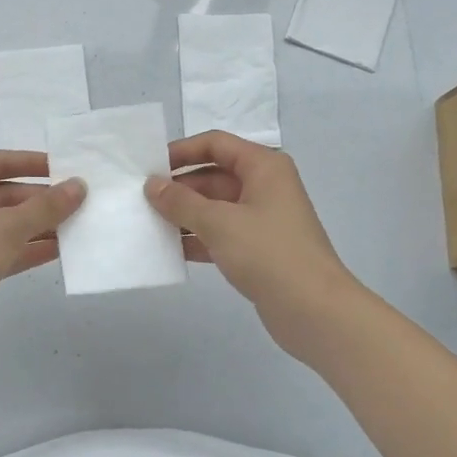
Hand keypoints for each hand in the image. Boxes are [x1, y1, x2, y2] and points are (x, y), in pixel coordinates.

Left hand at [0, 150, 85, 353]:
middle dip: (40, 199)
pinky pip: (2, 250)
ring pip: (5, 224)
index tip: (65, 168)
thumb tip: (78, 185)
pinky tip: (59, 251)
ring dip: (38, 225)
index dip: (32, 163)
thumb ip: (46, 207)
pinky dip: (27, 249)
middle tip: (79, 202)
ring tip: (77, 226)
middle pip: (4, 194)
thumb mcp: (7, 227)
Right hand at [145, 132, 363, 352]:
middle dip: (179, 187)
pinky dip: (197, 238)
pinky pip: (220, 233)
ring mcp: (262, 219)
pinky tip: (169, 249)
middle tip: (141, 199)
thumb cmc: (269, 253)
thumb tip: (152, 185)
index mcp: (263, 167)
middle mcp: (264, 187)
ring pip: (215, 207)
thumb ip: (181, 202)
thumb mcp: (219, 223)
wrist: (315, 312)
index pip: (216, 144)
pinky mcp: (258, 249)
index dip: (182, 151)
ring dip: (185, 214)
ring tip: (147, 223)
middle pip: (213, 176)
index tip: (149, 166)